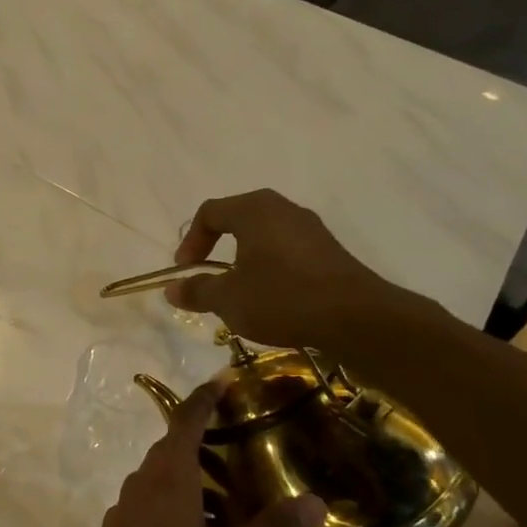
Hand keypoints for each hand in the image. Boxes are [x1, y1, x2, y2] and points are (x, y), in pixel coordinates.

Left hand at [63, 384, 326, 526]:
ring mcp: (127, 502)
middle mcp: (145, 478)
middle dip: (204, 439)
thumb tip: (315, 503)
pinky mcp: (120, 524)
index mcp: (170, 473)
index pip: (187, 418)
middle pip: (174, 445)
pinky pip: (151, 496)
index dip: (206, 396)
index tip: (224, 380)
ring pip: (162, 474)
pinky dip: (176, 497)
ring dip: (191, 474)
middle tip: (240, 445)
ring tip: (226, 495)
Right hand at [165, 190, 406, 351]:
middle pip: (237, 219)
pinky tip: (269, 297)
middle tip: (207, 276)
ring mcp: (310, 228)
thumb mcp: (229, 299)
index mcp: (255, 210)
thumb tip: (172, 289)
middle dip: (216, 247)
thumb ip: (197, 290)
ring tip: (237, 291)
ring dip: (242, 259)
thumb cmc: (282, 298)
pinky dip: (268, 267)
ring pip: (263, 235)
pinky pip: (286, 250)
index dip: (191, 241)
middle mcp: (283, 209)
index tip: (185, 271)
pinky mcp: (328, 251)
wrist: (355, 317)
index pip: (210, 212)